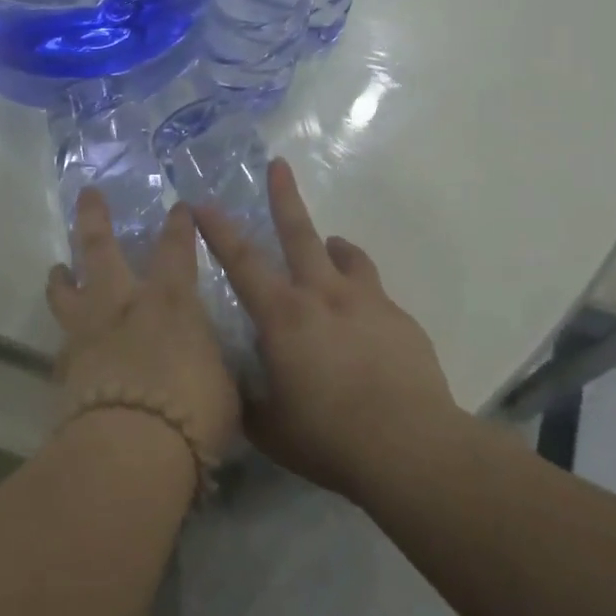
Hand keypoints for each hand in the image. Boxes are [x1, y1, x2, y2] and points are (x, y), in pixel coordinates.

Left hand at [46, 191, 241, 461]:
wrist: (132, 447)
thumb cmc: (193, 411)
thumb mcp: (221, 383)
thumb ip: (208, 361)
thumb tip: (203, 360)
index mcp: (170, 301)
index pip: (176, 250)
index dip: (178, 226)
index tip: (178, 208)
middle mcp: (123, 304)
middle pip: (101, 248)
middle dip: (95, 218)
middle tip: (87, 194)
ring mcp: (88, 331)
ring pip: (66, 290)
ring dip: (63, 275)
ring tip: (58, 267)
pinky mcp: (65, 366)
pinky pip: (63, 342)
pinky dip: (67, 338)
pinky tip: (68, 344)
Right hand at [196, 159, 461, 499]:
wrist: (412, 449)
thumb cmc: (329, 439)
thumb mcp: (269, 428)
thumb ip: (245, 399)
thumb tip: (230, 385)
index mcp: (283, 316)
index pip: (241, 262)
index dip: (218, 230)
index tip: (202, 203)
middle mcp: (323, 296)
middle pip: (300, 234)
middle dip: (284, 197)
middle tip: (279, 165)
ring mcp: (367, 303)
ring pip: (347, 256)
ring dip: (333, 246)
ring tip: (330, 249)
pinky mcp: (401, 321)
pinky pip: (375, 295)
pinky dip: (361, 296)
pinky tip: (364, 328)